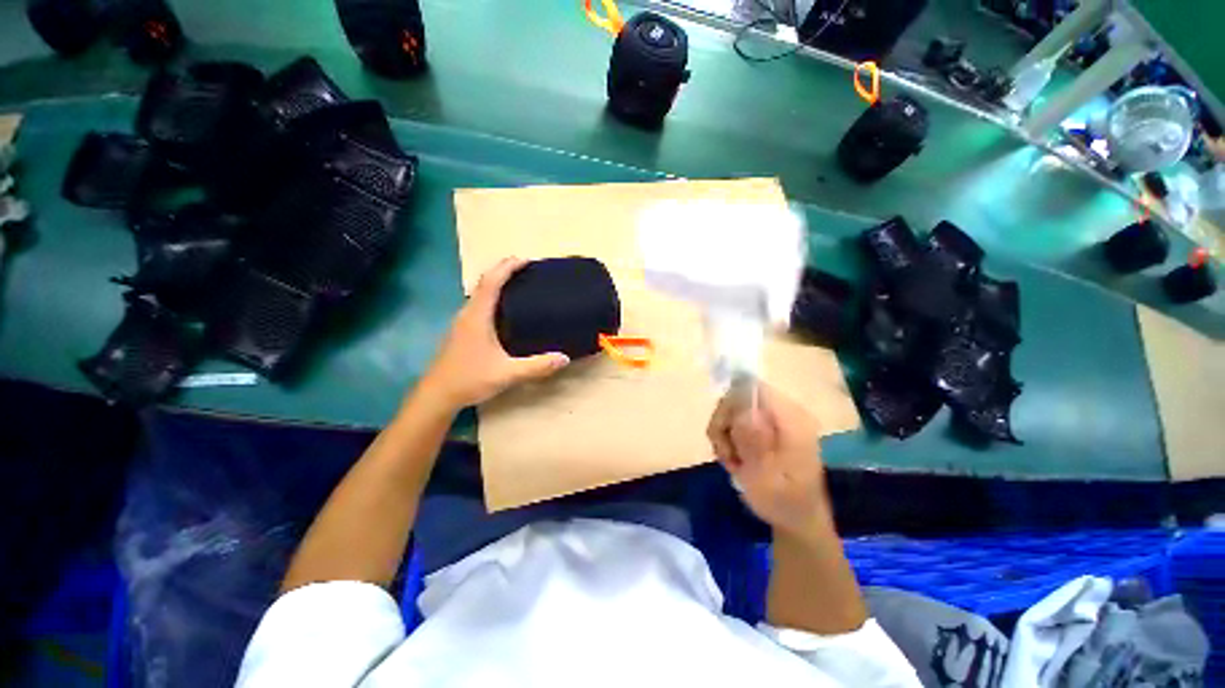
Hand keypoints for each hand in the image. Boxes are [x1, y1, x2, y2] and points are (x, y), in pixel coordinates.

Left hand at [420, 258, 569, 409]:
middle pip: (484, 283)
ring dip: (497, 284)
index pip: (491, 282)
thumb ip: (536, 366)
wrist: (437, 395)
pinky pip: (479, 305)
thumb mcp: (507, 374)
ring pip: (480, 294)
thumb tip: (564, 358)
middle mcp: (467, 314)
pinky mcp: (462, 331)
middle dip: (504, 271)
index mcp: (477, 316)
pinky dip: (493, 298)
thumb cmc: (469, 379)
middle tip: (527, 270)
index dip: (507, 267)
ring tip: (519, 286)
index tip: (526, 260)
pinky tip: (505, 312)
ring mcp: (462, 322)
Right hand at [707, 384, 828, 538]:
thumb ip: (754, 443)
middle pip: (738, 397)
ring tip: (732, 461)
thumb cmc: (784, 503)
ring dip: (724, 434)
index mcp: (791, 419)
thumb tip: (743, 410)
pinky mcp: (767, 425)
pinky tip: (735, 458)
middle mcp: (784, 410)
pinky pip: (735, 419)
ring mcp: (774, 417)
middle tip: (727, 455)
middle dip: (724, 424)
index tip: (724, 434)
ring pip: (732, 409)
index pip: (752, 389)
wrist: (797, 520)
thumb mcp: (766, 478)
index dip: (730, 405)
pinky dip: (728, 438)